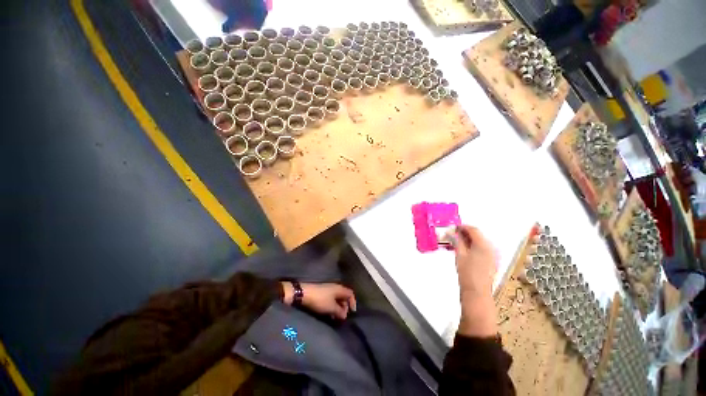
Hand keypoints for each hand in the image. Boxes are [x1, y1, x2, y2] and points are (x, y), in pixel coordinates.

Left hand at [282, 282, 356, 319]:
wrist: (305, 293)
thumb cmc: (320, 300)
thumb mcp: (331, 307)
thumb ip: (340, 312)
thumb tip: (345, 315)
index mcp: (340, 289)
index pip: (350, 293)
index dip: (353, 302)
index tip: (352, 312)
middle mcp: (336, 287)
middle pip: (344, 296)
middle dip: (345, 306)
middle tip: (342, 316)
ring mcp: (329, 289)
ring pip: (337, 298)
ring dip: (338, 307)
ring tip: (336, 316)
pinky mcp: (323, 292)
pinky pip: (331, 298)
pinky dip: (333, 305)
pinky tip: (329, 313)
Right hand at [453, 225, 497, 336]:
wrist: (477, 292)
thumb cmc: (466, 272)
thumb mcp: (459, 254)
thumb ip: (457, 241)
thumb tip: (453, 232)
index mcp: (483, 245)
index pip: (473, 229)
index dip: (463, 227)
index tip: (454, 227)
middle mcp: (491, 248)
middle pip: (478, 235)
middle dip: (466, 233)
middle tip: (454, 235)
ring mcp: (493, 255)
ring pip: (481, 242)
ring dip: (470, 240)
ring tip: (458, 243)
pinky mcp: (492, 261)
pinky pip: (483, 249)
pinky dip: (474, 246)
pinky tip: (466, 251)